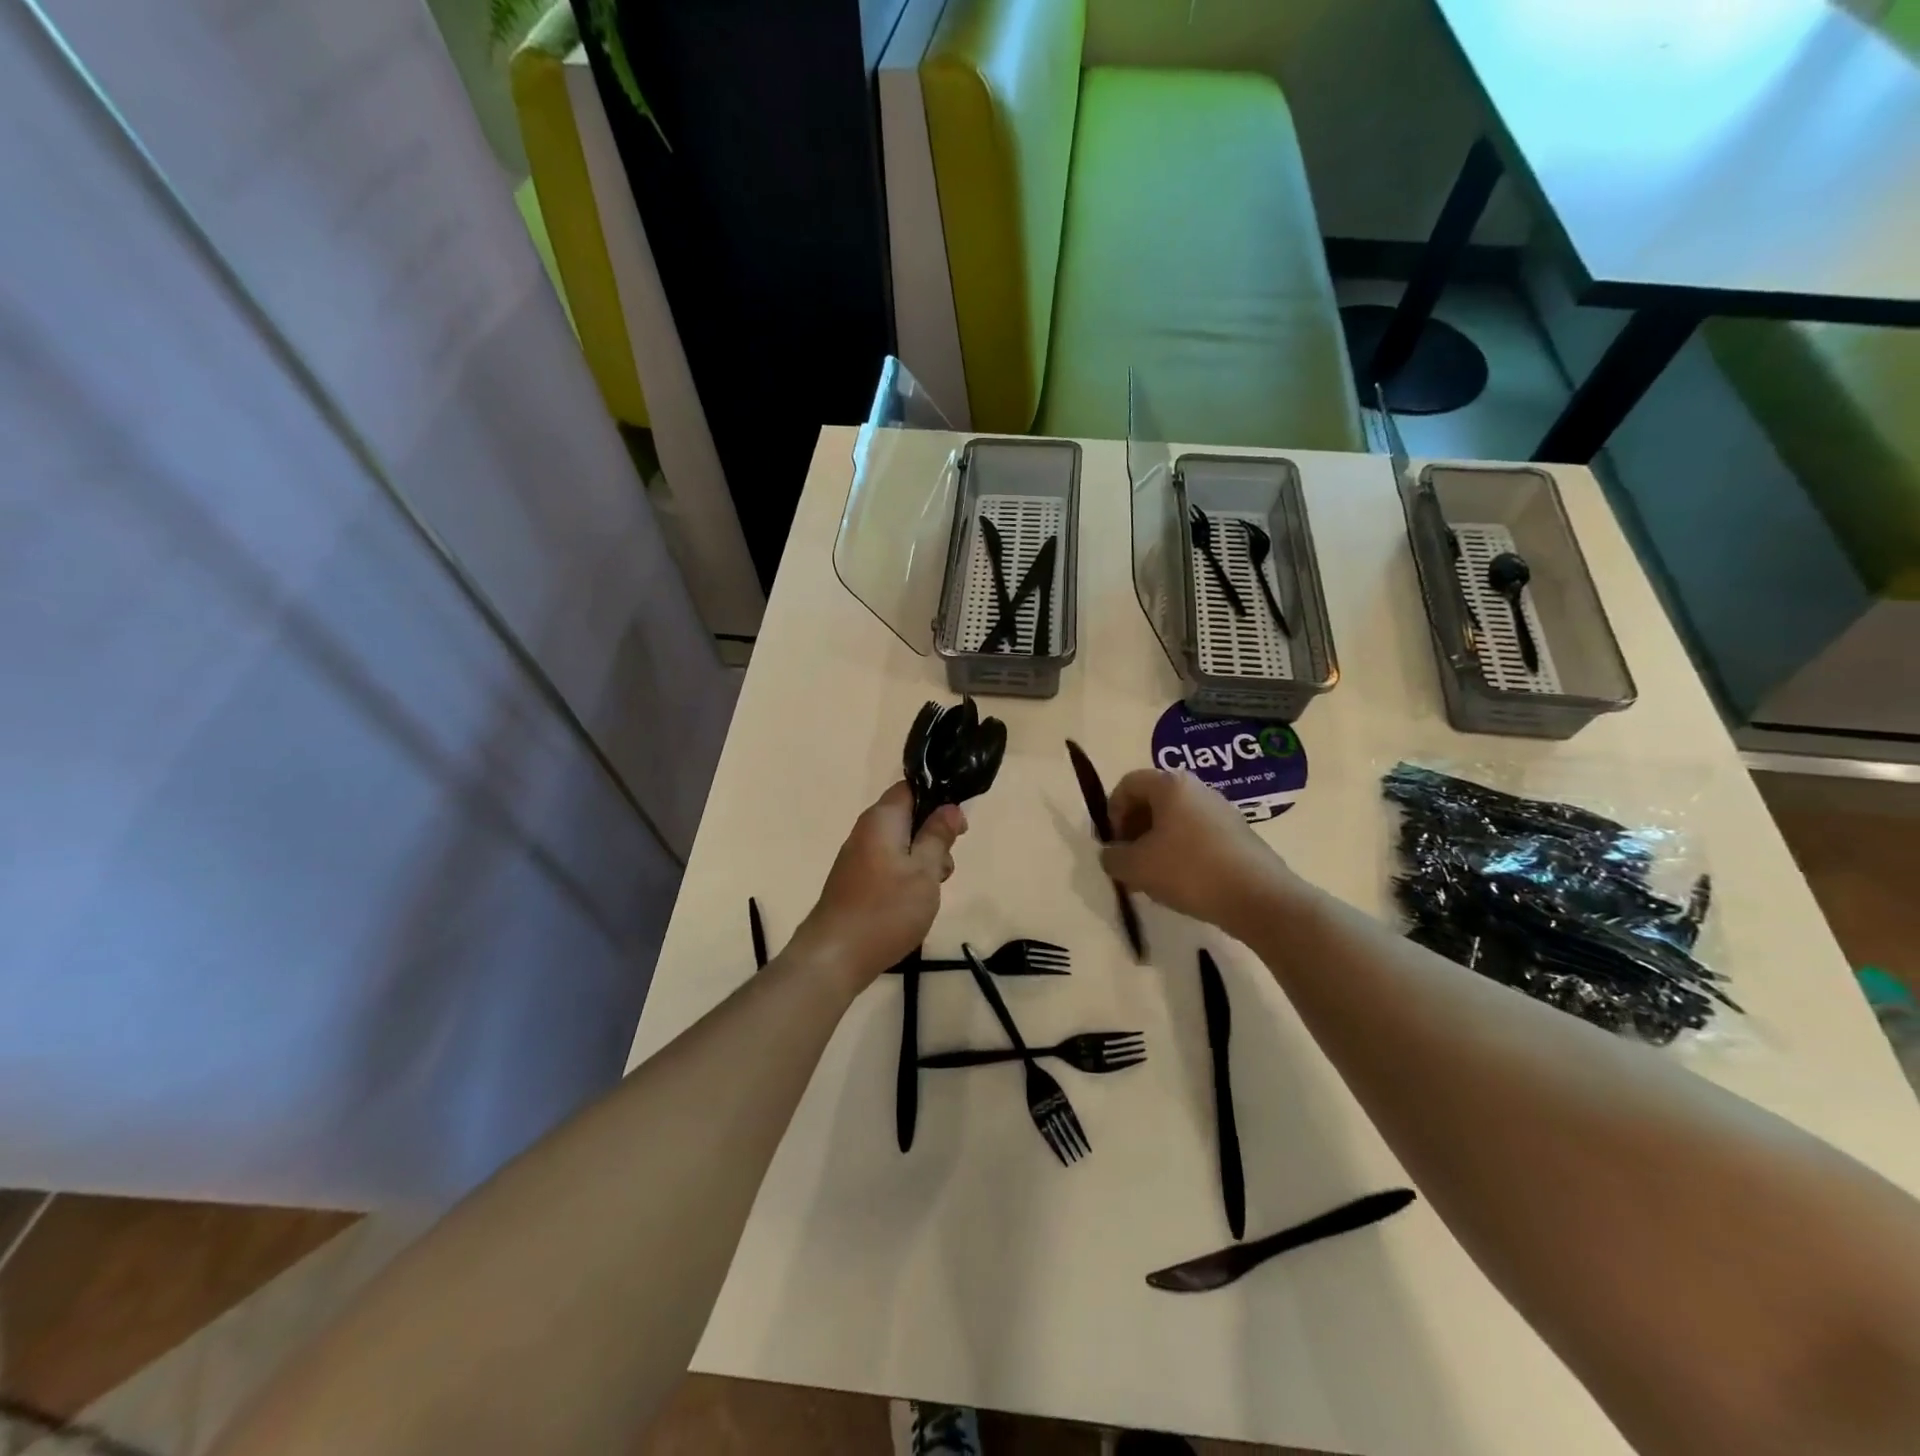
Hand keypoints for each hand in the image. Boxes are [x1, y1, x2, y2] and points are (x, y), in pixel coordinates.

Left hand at [793, 783, 966, 990]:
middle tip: (947, 865)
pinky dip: (906, 877)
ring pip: (900, 845)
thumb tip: (950, 808)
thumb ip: (938, 836)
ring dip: (923, 861)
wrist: (835, 957)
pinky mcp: (855, 882)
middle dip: (933, 836)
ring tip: (933, 891)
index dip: (938, 798)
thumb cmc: (886, 909)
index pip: (911, 788)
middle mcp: (865, 831)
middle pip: (907, 818)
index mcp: (881, 819)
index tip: (958, 824)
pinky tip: (914, 903)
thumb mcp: (925, 871)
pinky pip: (888, 866)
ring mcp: (857, 858)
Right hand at [1100, 769, 1296, 937]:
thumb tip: (1111, 854)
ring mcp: (1222, 810)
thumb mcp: (1135, 867)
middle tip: (1129, 860)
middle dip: (1133, 828)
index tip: (1113, 843)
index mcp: (1170, 784)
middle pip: (1152, 800)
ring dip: (1156, 842)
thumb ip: (1112, 857)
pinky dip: (1181, 851)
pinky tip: (1182, 882)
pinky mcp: (1238, 834)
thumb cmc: (1189, 871)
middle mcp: (1198, 788)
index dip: (1111, 812)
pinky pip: (1197, 834)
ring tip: (1152, 876)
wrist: (1258, 897)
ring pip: (1175, 819)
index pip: (1128, 784)